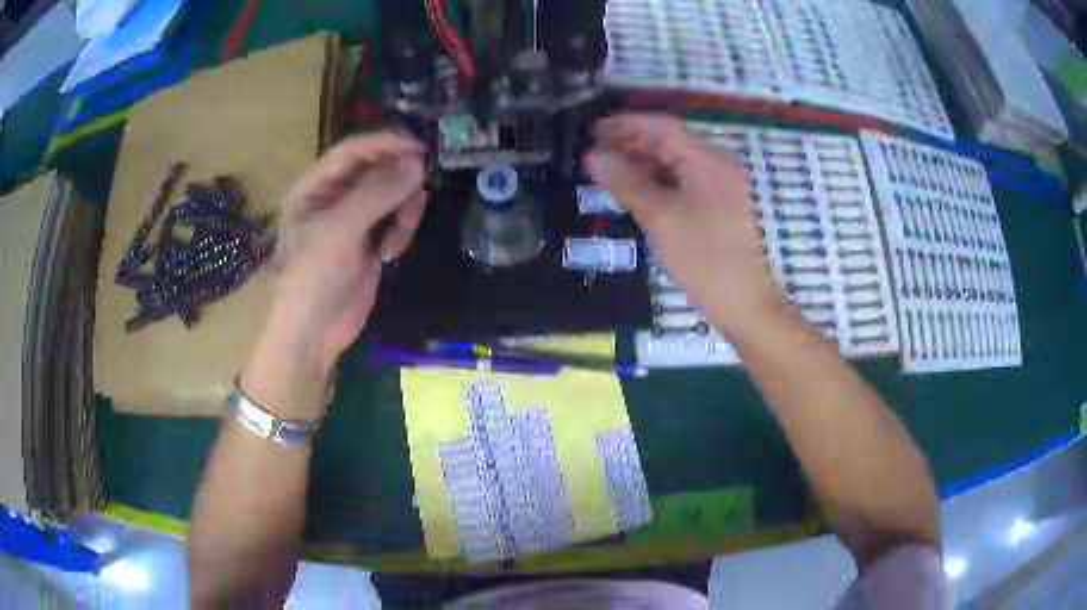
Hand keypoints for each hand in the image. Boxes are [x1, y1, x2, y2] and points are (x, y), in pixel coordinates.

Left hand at [269, 131, 426, 369]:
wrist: (315, 333)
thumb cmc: (315, 276)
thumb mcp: (342, 230)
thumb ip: (378, 192)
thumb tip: (418, 163)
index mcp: (314, 187)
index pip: (352, 152)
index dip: (384, 145)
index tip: (418, 147)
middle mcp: (333, 197)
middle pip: (376, 170)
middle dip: (397, 182)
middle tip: (418, 192)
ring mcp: (352, 219)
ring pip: (391, 195)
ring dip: (402, 211)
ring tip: (396, 237)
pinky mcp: (369, 240)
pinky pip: (395, 220)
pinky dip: (400, 231)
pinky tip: (389, 253)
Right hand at [586, 114, 780, 335]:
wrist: (742, 302)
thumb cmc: (703, 257)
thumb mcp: (661, 217)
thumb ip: (627, 183)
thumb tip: (594, 156)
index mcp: (709, 161)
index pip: (664, 128)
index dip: (628, 125)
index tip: (595, 130)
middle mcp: (717, 166)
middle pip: (670, 144)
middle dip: (633, 145)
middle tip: (596, 152)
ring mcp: (720, 187)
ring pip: (676, 165)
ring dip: (643, 165)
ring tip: (609, 172)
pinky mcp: (718, 207)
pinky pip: (683, 183)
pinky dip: (658, 183)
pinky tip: (636, 193)